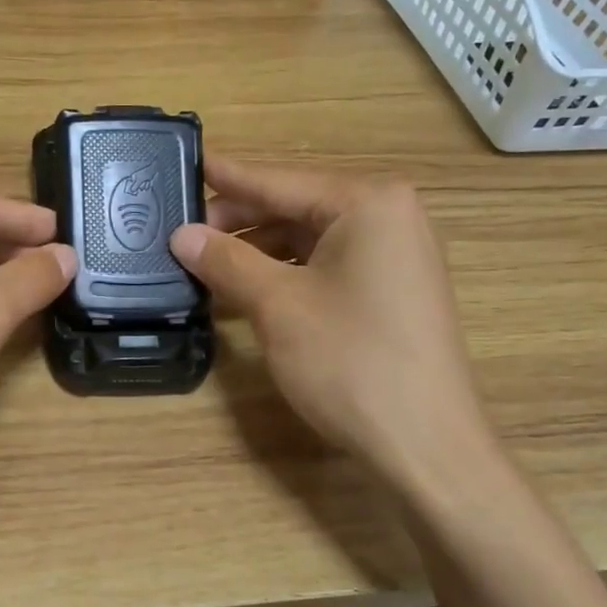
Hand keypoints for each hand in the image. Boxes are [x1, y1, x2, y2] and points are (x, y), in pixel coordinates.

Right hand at [169, 157, 495, 483]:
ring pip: (309, 241)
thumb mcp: (278, 306)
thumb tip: (181, 235)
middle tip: (182, 234)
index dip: (226, 177)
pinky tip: (246, 293)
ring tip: (204, 267)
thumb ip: (227, 261)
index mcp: (368, 203)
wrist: (425, 444)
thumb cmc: (350, 362)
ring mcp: (395, 256)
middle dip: (238, 223)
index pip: (279, 181)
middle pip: (295, 208)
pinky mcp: (391, 293)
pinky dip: (285, 277)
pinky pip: (327, 268)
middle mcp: (389, 217)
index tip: (185, 162)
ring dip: (257, 254)